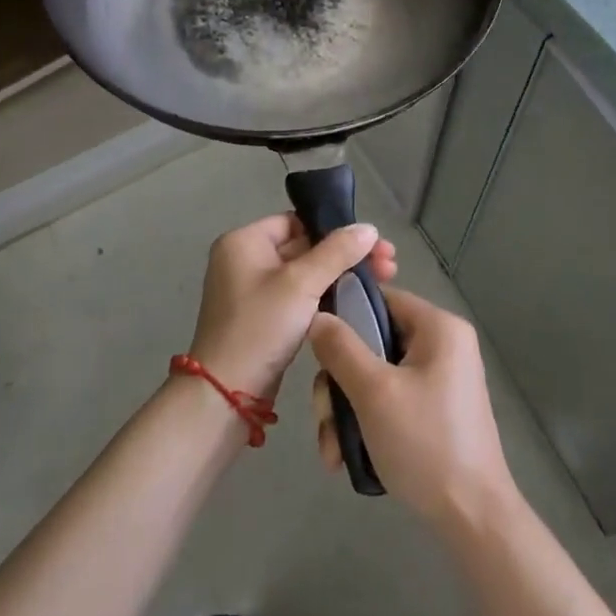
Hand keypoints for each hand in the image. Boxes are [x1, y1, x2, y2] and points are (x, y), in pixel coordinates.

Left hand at [189, 214, 397, 400]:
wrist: (226, 394)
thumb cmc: (260, 327)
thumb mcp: (301, 284)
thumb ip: (336, 252)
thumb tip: (369, 228)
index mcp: (244, 242)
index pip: (296, 221)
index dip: (334, 229)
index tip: (372, 242)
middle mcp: (245, 260)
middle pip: (305, 246)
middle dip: (347, 254)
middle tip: (389, 263)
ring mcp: (253, 292)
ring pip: (306, 273)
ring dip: (341, 274)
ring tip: (384, 278)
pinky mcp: (264, 318)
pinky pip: (300, 296)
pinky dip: (326, 295)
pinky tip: (357, 299)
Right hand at [308, 288, 518, 534]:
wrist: (473, 519)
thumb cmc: (425, 443)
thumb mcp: (374, 392)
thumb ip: (341, 348)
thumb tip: (318, 316)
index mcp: (439, 327)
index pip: (381, 299)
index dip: (344, 316)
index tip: (315, 348)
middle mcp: (442, 346)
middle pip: (372, 344)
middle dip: (339, 385)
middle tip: (325, 420)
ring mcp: (439, 380)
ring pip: (375, 377)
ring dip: (346, 412)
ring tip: (334, 453)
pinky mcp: (433, 410)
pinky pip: (389, 400)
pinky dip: (366, 424)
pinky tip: (347, 458)